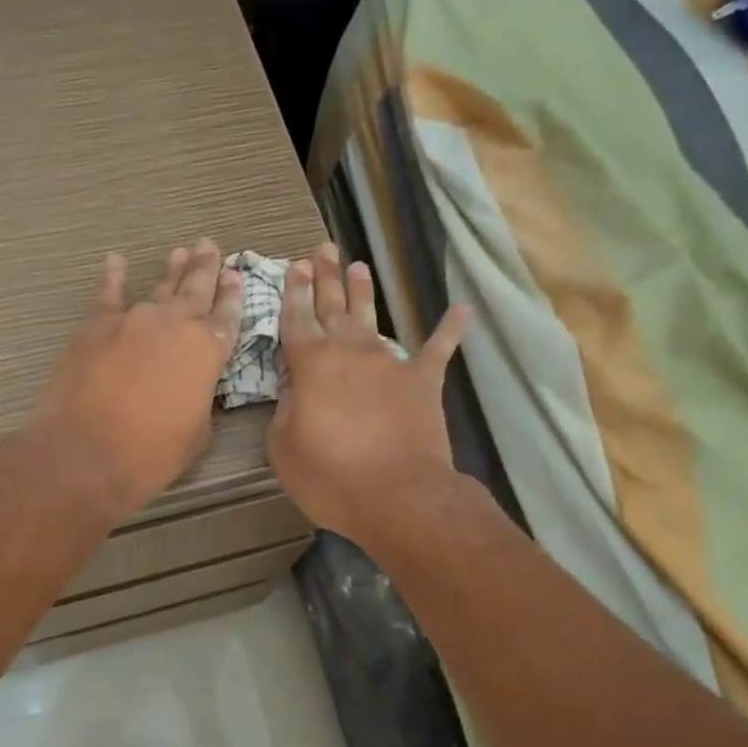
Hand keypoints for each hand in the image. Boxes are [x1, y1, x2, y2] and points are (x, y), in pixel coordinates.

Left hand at [29, 240, 243, 520]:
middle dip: (206, 268)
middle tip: (211, 246)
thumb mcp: (196, 431)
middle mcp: (174, 325)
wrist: (86, 453)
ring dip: (171, 271)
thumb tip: (192, 384)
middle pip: (195, 290)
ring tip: (181, 252)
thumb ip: (200, 397)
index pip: (227, 317)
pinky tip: (116, 261)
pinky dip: (113, 276)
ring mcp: (132, 319)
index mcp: (207, 351)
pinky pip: (108, 293)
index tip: (236, 274)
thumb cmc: (151, 453)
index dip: (233, 296)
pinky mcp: (95, 325)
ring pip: (158, 288)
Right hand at [268, 242, 468, 545]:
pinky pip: (438, 349)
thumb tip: (296, 387)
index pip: (297, 320)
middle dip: (326, 278)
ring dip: (365, 292)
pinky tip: (463, 308)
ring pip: (373, 318)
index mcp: (312, 365)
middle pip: (334, 307)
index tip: (294, 268)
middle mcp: (350, 353)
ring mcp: (391, 364)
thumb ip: (286, 410)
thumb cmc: (332, 477)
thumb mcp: (284, 448)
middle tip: (322, 250)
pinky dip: (450, 328)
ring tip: (360, 265)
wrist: (399, 496)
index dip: (293, 294)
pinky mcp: (423, 383)